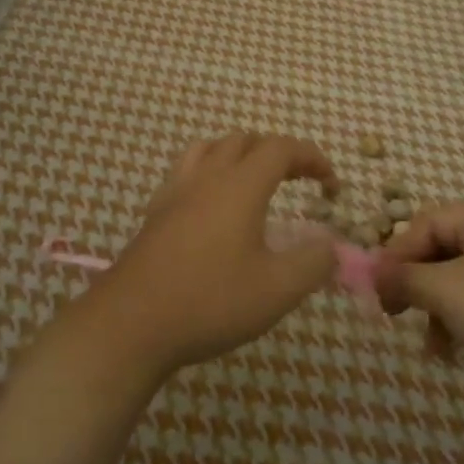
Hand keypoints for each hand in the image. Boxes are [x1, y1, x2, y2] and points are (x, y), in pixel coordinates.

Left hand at [74, 133, 340, 381]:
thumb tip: (331, 245)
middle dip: (278, 153)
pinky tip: (212, 205)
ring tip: (255, 181)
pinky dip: (210, 172)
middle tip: (298, 180)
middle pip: (245, 140)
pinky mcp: (155, 211)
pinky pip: (187, 171)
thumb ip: (313, 263)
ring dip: (240, 154)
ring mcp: (176, 191)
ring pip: (211, 148)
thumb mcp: (277, 290)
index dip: (312, 157)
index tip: (331, 184)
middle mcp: (208, 176)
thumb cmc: (211, 301)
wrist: (132, 322)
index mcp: (241, 185)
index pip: (282, 148)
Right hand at [374, 201, 463, 386]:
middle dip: (416, 285)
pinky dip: (463, 323)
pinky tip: (457, 354)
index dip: (396, 254)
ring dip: (437, 311)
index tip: (376, 289)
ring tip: (432, 346)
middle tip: (393, 313)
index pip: (424, 223)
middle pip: (441, 250)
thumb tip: (369, 273)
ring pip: (459, 281)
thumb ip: (403, 278)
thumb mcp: (445, 291)